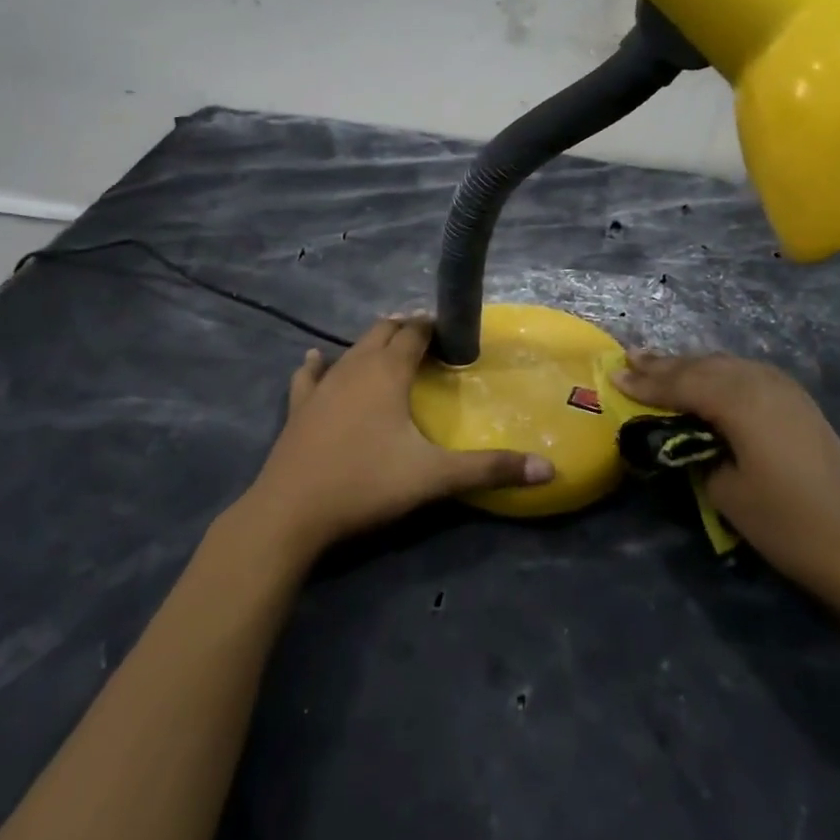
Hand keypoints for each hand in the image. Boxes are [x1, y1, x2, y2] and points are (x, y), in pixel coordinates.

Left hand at [235, 317, 554, 561]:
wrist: (290, 513)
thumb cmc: (366, 484)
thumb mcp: (434, 477)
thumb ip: (490, 469)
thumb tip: (549, 470)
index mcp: (387, 373)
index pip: (414, 334)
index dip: (433, 326)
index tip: (453, 331)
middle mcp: (353, 368)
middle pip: (381, 332)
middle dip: (405, 328)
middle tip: (428, 337)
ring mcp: (321, 387)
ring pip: (350, 350)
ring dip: (371, 343)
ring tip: (388, 344)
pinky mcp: (298, 408)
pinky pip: (309, 375)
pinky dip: (319, 364)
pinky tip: (316, 359)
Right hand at [613, 352, 839, 602]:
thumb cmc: (787, 522)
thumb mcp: (726, 490)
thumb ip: (699, 452)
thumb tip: (690, 436)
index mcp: (740, 401)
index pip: (682, 384)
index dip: (646, 383)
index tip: (613, 376)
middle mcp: (762, 382)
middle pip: (704, 366)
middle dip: (665, 364)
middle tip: (630, 357)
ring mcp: (785, 390)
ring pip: (727, 365)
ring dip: (692, 365)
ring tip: (659, 362)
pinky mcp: (799, 403)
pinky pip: (747, 374)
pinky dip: (719, 373)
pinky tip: (708, 376)